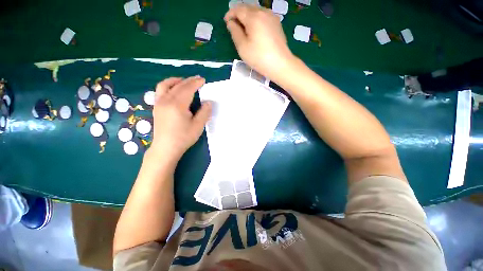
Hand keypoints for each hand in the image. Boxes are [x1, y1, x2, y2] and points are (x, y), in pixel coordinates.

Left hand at [150, 76, 211, 159]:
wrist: (166, 148)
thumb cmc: (183, 137)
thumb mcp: (198, 126)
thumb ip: (204, 112)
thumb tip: (208, 102)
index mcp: (177, 105)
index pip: (187, 89)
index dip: (196, 83)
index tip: (203, 80)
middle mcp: (166, 100)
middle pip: (178, 85)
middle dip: (188, 81)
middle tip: (197, 79)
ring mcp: (159, 103)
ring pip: (165, 85)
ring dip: (176, 80)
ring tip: (184, 81)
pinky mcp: (156, 107)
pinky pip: (160, 91)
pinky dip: (168, 86)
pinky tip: (173, 90)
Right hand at [224, 4, 294, 80]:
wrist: (280, 64)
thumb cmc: (259, 57)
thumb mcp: (242, 47)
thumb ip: (235, 32)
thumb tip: (231, 23)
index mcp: (253, 16)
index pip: (238, 9)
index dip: (230, 14)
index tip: (226, 22)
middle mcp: (263, 12)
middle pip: (248, 8)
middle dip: (239, 14)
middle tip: (234, 26)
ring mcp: (272, 17)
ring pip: (256, 11)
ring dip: (248, 17)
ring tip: (244, 28)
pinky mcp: (277, 24)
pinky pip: (263, 17)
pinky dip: (256, 20)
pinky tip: (255, 30)